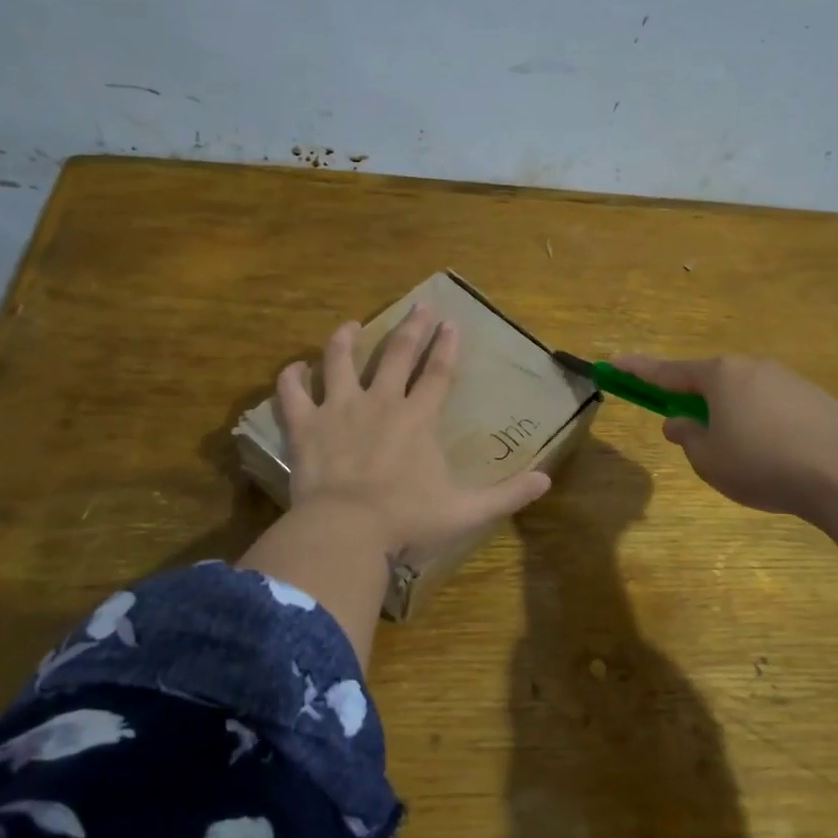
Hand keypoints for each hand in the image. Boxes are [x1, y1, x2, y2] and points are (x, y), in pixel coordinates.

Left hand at [277, 303, 552, 560]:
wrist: (346, 532)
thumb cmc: (407, 521)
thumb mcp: (466, 511)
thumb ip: (507, 494)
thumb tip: (546, 480)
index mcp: (417, 418)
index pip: (438, 372)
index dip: (447, 346)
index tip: (452, 323)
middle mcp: (380, 401)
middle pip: (397, 354)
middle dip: (411, 327)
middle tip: (419, 305)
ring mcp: (339, 408)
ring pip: (339, 360)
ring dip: (346, 339)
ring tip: (350, 326)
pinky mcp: (305, 425)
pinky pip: (292, 392)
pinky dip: (291, 377)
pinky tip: (294, 368)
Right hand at [609, 353, 837, 522]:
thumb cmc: (763, 463)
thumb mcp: (710, 459)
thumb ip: (688, 437)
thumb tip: (680, 421)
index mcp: (719, 376)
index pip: (666, 372)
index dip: (637, 370)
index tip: (613, 362)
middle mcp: (752, 368)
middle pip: (710, 382)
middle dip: (695, 403)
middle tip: (691, 434)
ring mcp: (789, 380)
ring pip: (744, 396)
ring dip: (732, 418)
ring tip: (744, 460)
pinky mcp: (817, 399)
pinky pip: (775, 409)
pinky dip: (765, 427)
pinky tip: (778, 459)